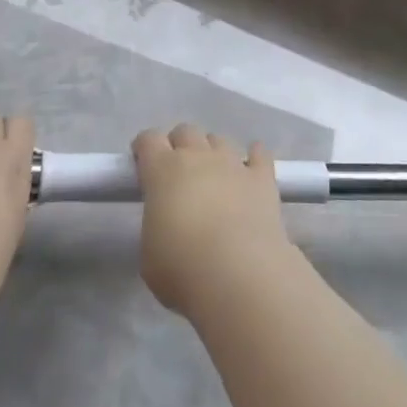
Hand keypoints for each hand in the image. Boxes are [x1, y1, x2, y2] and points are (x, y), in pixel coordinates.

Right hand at [132, 124, 294, 316]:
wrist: (238, 275)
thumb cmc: (182, 269)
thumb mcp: (149, 252)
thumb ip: (156, 223)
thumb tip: (168, 220)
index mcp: (163, 170)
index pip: (149, 139)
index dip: (144, 148)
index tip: (143, 164)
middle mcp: (198, 156)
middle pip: (186, 131)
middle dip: (179, 145)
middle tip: (178, 174)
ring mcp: (233, 163)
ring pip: (219, 140)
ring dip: (213, 153)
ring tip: (214, 177)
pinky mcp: (262, 178)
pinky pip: (259, 154)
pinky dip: (255, 157)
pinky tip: (252, 167)